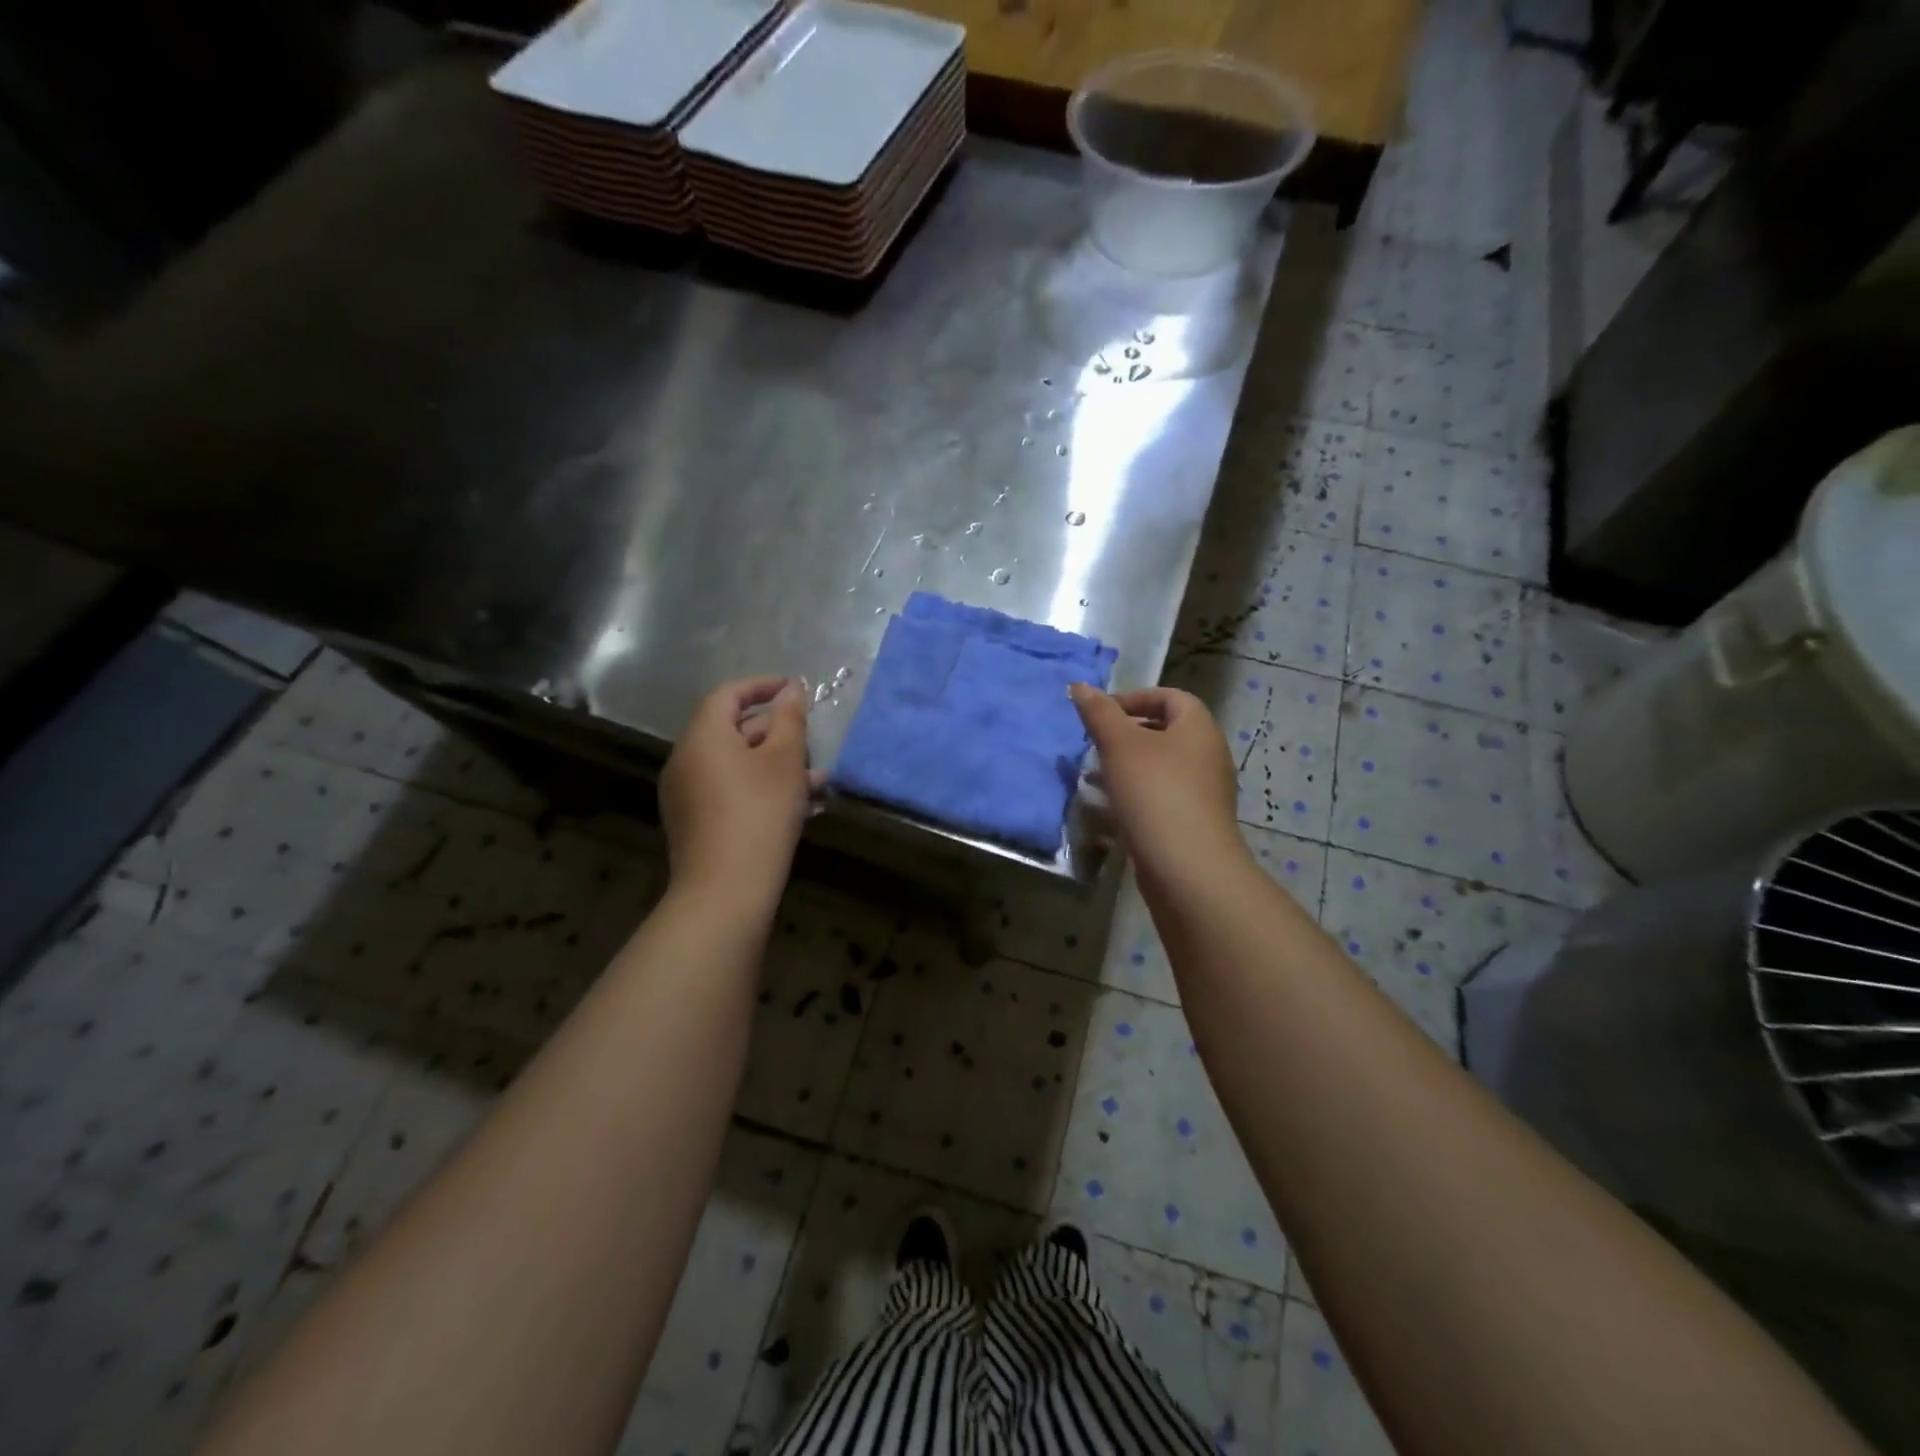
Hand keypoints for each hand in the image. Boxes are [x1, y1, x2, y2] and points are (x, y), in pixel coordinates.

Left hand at [661, 677, 815, 899]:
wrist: (725, 890)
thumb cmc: (760, 813)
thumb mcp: (786, 761)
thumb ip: (791, 719)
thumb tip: (793, 690)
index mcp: (703, 736)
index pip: (728, 694)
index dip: (761, 686)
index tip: (794, 689)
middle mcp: (685, 759)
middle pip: (731, 729)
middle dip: (775, 731)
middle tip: (809, 741)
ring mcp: (685, 793)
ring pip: (735, 764)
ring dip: (774, 764)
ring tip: (815, 779)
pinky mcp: (694, 822)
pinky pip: (728, 789)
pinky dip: (759, 787)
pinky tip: (796, 806)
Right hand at [1069, 683, 1248, 890]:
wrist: (1188, 868)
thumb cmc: (1155, 793)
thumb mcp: (1120, 745)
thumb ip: (1099, 713)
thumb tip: (1080, 685)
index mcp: (1199, 728)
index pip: (1170, 697)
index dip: (1134, 698)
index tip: (1101, 714)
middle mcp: (1208, 755)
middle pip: (1165, 732)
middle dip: (1126, 734)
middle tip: (1094, 744)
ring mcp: (1204, 792)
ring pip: (1160, 767)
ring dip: (1126, 767)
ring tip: (1093, 777)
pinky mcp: (1194, 823)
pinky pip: (1161, 797)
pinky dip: (1135, 795)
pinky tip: (1110, 810)